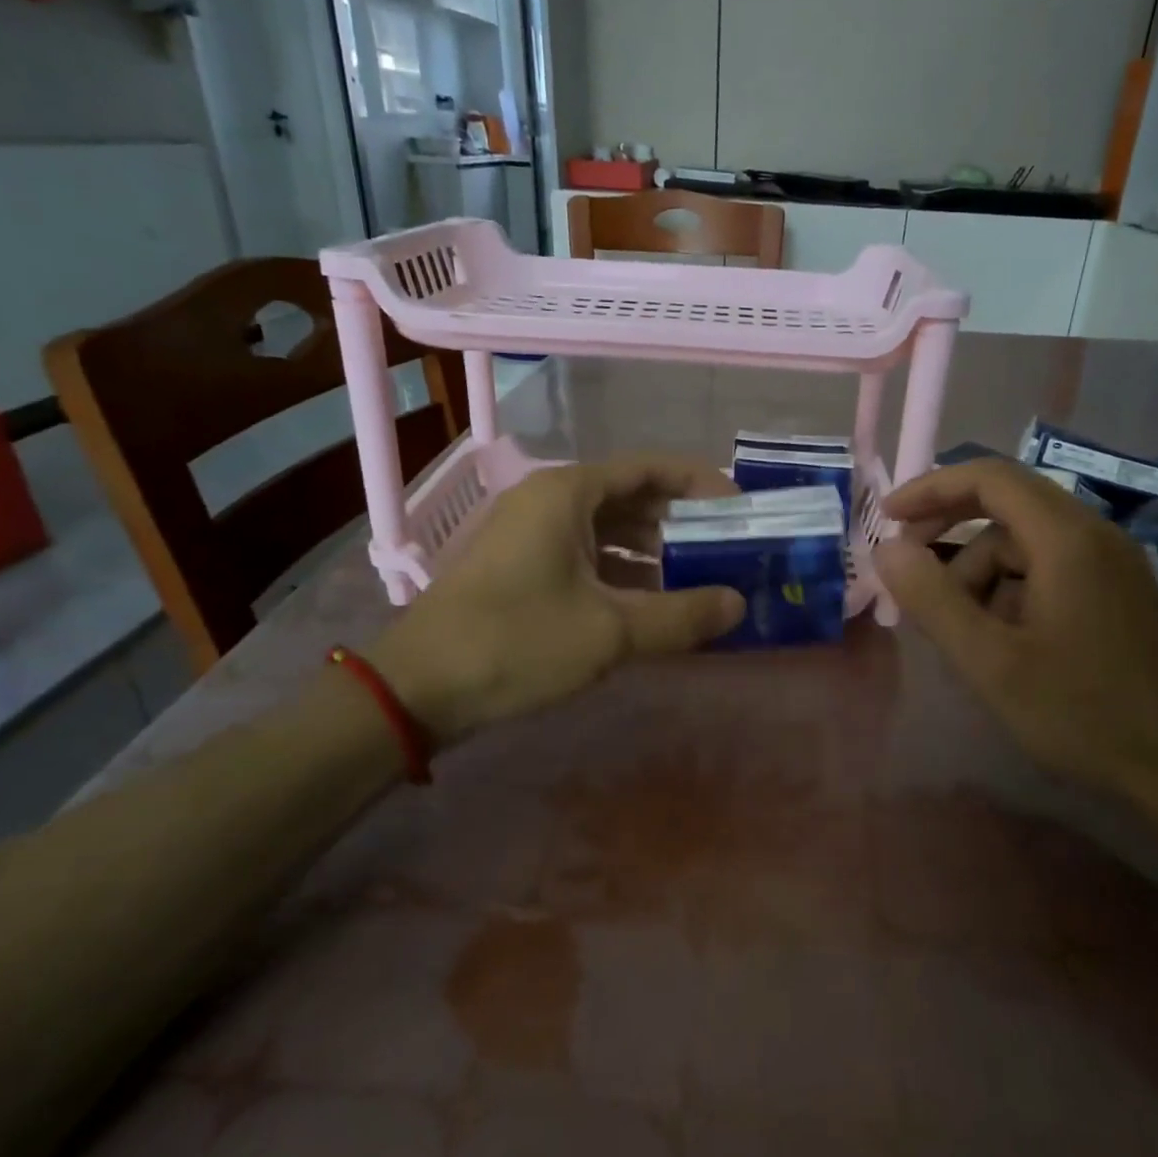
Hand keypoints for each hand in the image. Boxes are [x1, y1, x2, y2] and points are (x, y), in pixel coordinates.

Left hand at [366, 457, 744, 742]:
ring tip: (698, 579)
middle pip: (630, 497)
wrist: (417, 688)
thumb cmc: (516, 642)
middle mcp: (549, 500)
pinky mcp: (521, 566)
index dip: (700, 484)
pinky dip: (621, 573)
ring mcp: (530, 533)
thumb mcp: (610, 632)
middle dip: (680, 522)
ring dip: (652, 551)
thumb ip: (681, 616)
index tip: (739, 509)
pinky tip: (649, 604)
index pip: (650, 468)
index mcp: (568, 493)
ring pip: (607, 529)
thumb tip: (738, 605)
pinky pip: (585, 555)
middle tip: (727, 550)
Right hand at [873, 459, 1157, 793]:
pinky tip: (998, 640)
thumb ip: (932, 599)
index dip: (931, 488)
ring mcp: (1110, 565)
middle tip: (910, 572)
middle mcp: (1093, 536)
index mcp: (1066, 538)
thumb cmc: (1082, 712)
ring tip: (957, 629)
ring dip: (978, 573)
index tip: (888, 517)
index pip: (990, 478)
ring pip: (1023, 544)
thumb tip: (887, 548)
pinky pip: (1046, 570)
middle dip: (950, 533)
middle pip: (1006, 507)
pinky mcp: (1115, 594)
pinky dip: (1008, 591)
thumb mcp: (990, 661)